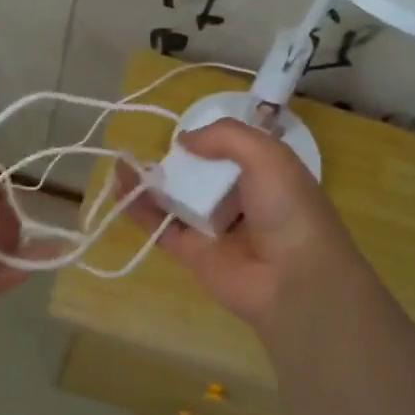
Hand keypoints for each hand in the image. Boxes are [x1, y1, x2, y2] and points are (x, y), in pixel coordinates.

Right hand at [119, 118, 367, 326]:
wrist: (293, 279)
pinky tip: (120, 186)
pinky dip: (138, 208)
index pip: (230, 153)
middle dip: (173, 162)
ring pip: (173, 200)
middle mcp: (237, 201)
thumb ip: (225, 137)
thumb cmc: (288, 209)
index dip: (207, 142)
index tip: (185, 135)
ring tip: (120, 163)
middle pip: (197, 176)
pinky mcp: (190, 252)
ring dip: (147, 182)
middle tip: (143, 149)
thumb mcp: (268, 156)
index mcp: (264, 176)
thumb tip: (183, 140)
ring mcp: (212, 228)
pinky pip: (160, 226)